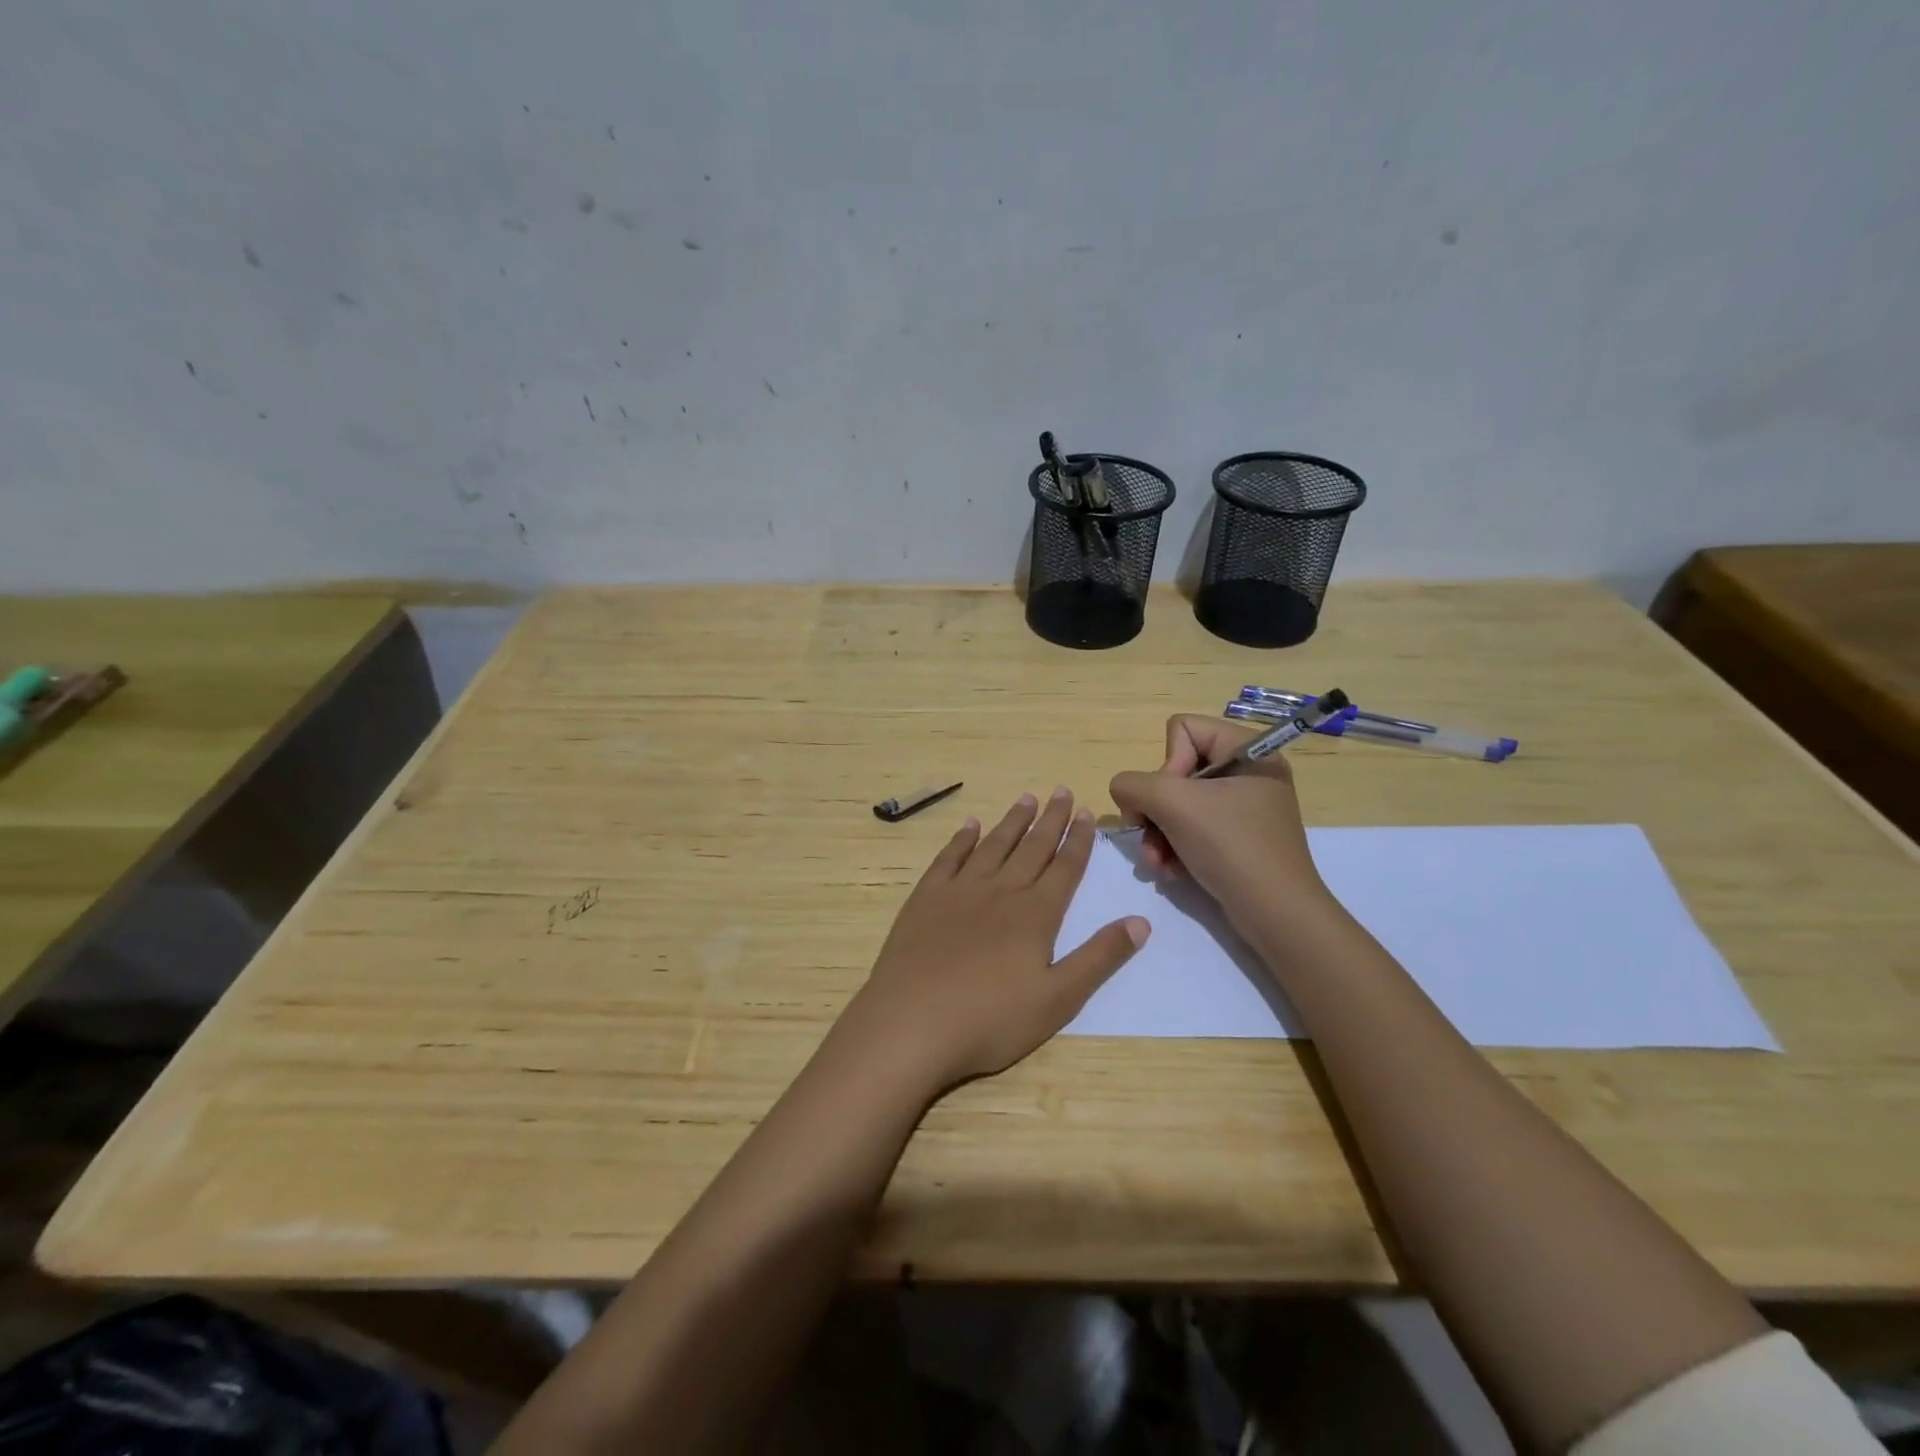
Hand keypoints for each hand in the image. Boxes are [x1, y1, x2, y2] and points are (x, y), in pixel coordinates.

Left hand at [840, 788, 1149, 1092]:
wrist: (912, 1021)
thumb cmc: (991, 1019)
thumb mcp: (1058, 999)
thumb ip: (1099, 958)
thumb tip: (1141, 921)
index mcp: (1036, 914)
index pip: (1065, 868)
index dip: (1078, 840)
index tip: (1088, 812)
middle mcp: (1001, 891)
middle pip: (1032, 847)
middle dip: (1051, 819)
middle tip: (1062, 790)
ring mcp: (960, 891)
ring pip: (993, 846)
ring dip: (1013, 821)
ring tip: (1027, 798)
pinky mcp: (926, 898)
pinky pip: (949, 858)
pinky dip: (962, 839)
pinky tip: (970, 825)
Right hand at [1108, 715, 1329, 929]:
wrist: (1275, 914)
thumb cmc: (1230, 846)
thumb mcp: (1173, 804)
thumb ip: (1132, 784)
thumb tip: (1125, 792)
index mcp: (1247, 750)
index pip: (1182, 729)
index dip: (1166, 763)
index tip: (1173, 799)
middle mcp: (1248, 773)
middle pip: (1176, 770)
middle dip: (1155, 808)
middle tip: (1149, 835)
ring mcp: (1244, 807)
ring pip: (1178, 803)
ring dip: (1158, 833)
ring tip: (1157, 862)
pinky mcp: (1238, 838)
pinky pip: (1192, 828)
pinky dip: (1175, 848)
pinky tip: (1171, 871)